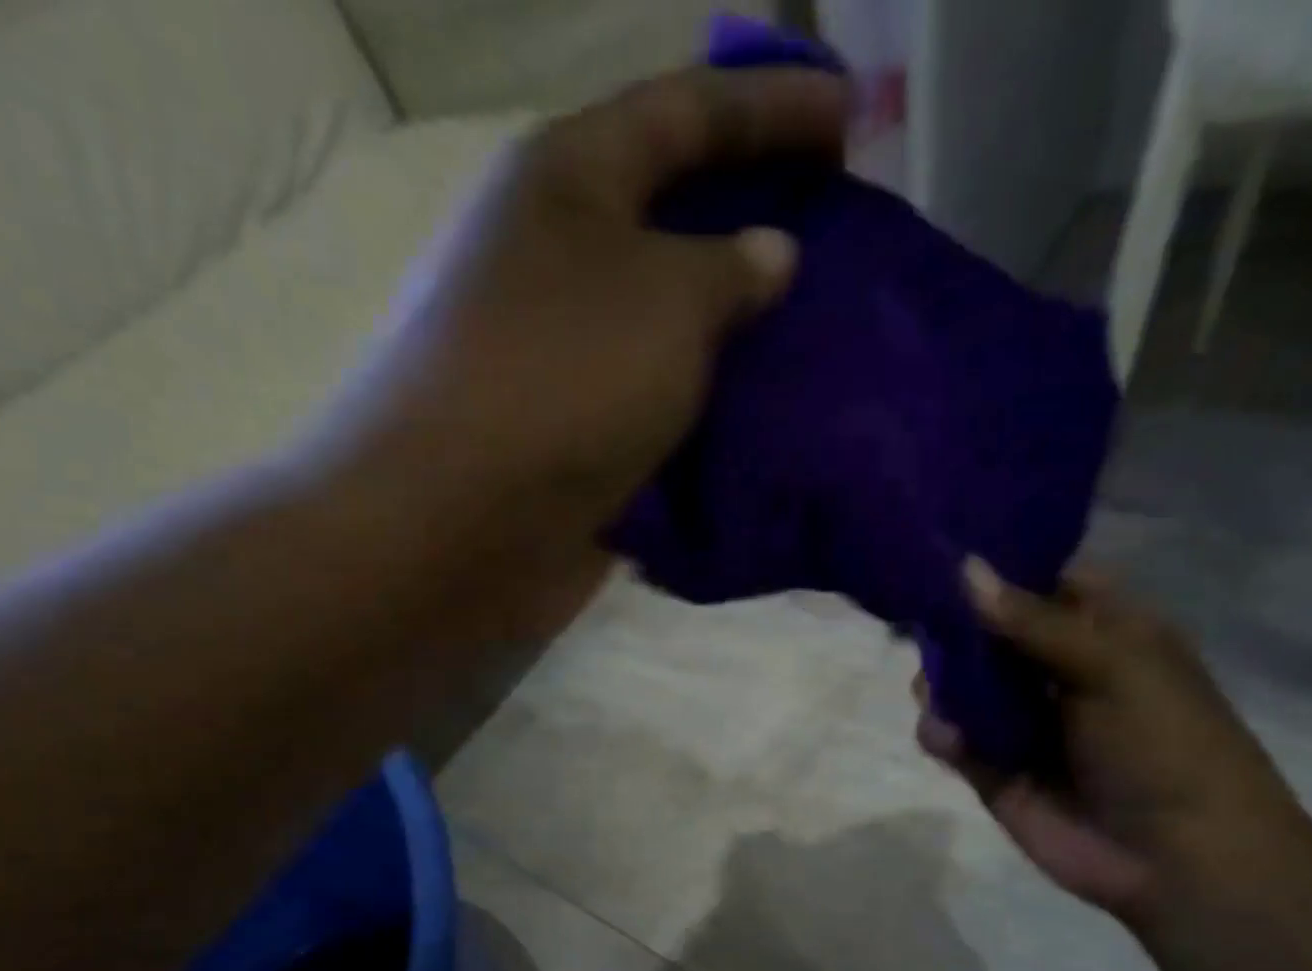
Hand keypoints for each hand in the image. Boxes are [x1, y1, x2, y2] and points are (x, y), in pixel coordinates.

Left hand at [313, 65, 847, 633]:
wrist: (460, 523)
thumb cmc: (561, 379)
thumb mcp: (666, 299)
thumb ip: (731, 269)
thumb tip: (768, 255)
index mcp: (566, 182)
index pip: (684, 111)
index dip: (771, 105)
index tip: (851, 118)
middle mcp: (554, 260)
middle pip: (669, 220)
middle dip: (751, 221)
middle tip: (834, 236)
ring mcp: (559, 356)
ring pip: (663, 325)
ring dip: (731, 332)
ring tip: (814, 335)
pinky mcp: (568, 434)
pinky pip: (653, 403)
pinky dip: (703, 406)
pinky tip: (761, 413)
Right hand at [915, 558, 1307, 923]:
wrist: (1179, 859)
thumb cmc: (1166, 745)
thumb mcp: (1111, 665)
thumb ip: (1031, 621)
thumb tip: (964, 568)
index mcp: (1103, 632)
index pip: (1042, 582)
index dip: (999, 568)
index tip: (944, 554)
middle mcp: (1056, 670)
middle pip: (987, 632)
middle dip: (952, 629)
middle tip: (922, 625)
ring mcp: (1022, 720)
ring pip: (960, 684)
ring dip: (941, 682)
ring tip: (935, 693)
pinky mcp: (993, 767)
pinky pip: (952, 737)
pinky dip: (941, 732)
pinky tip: (948, 738)